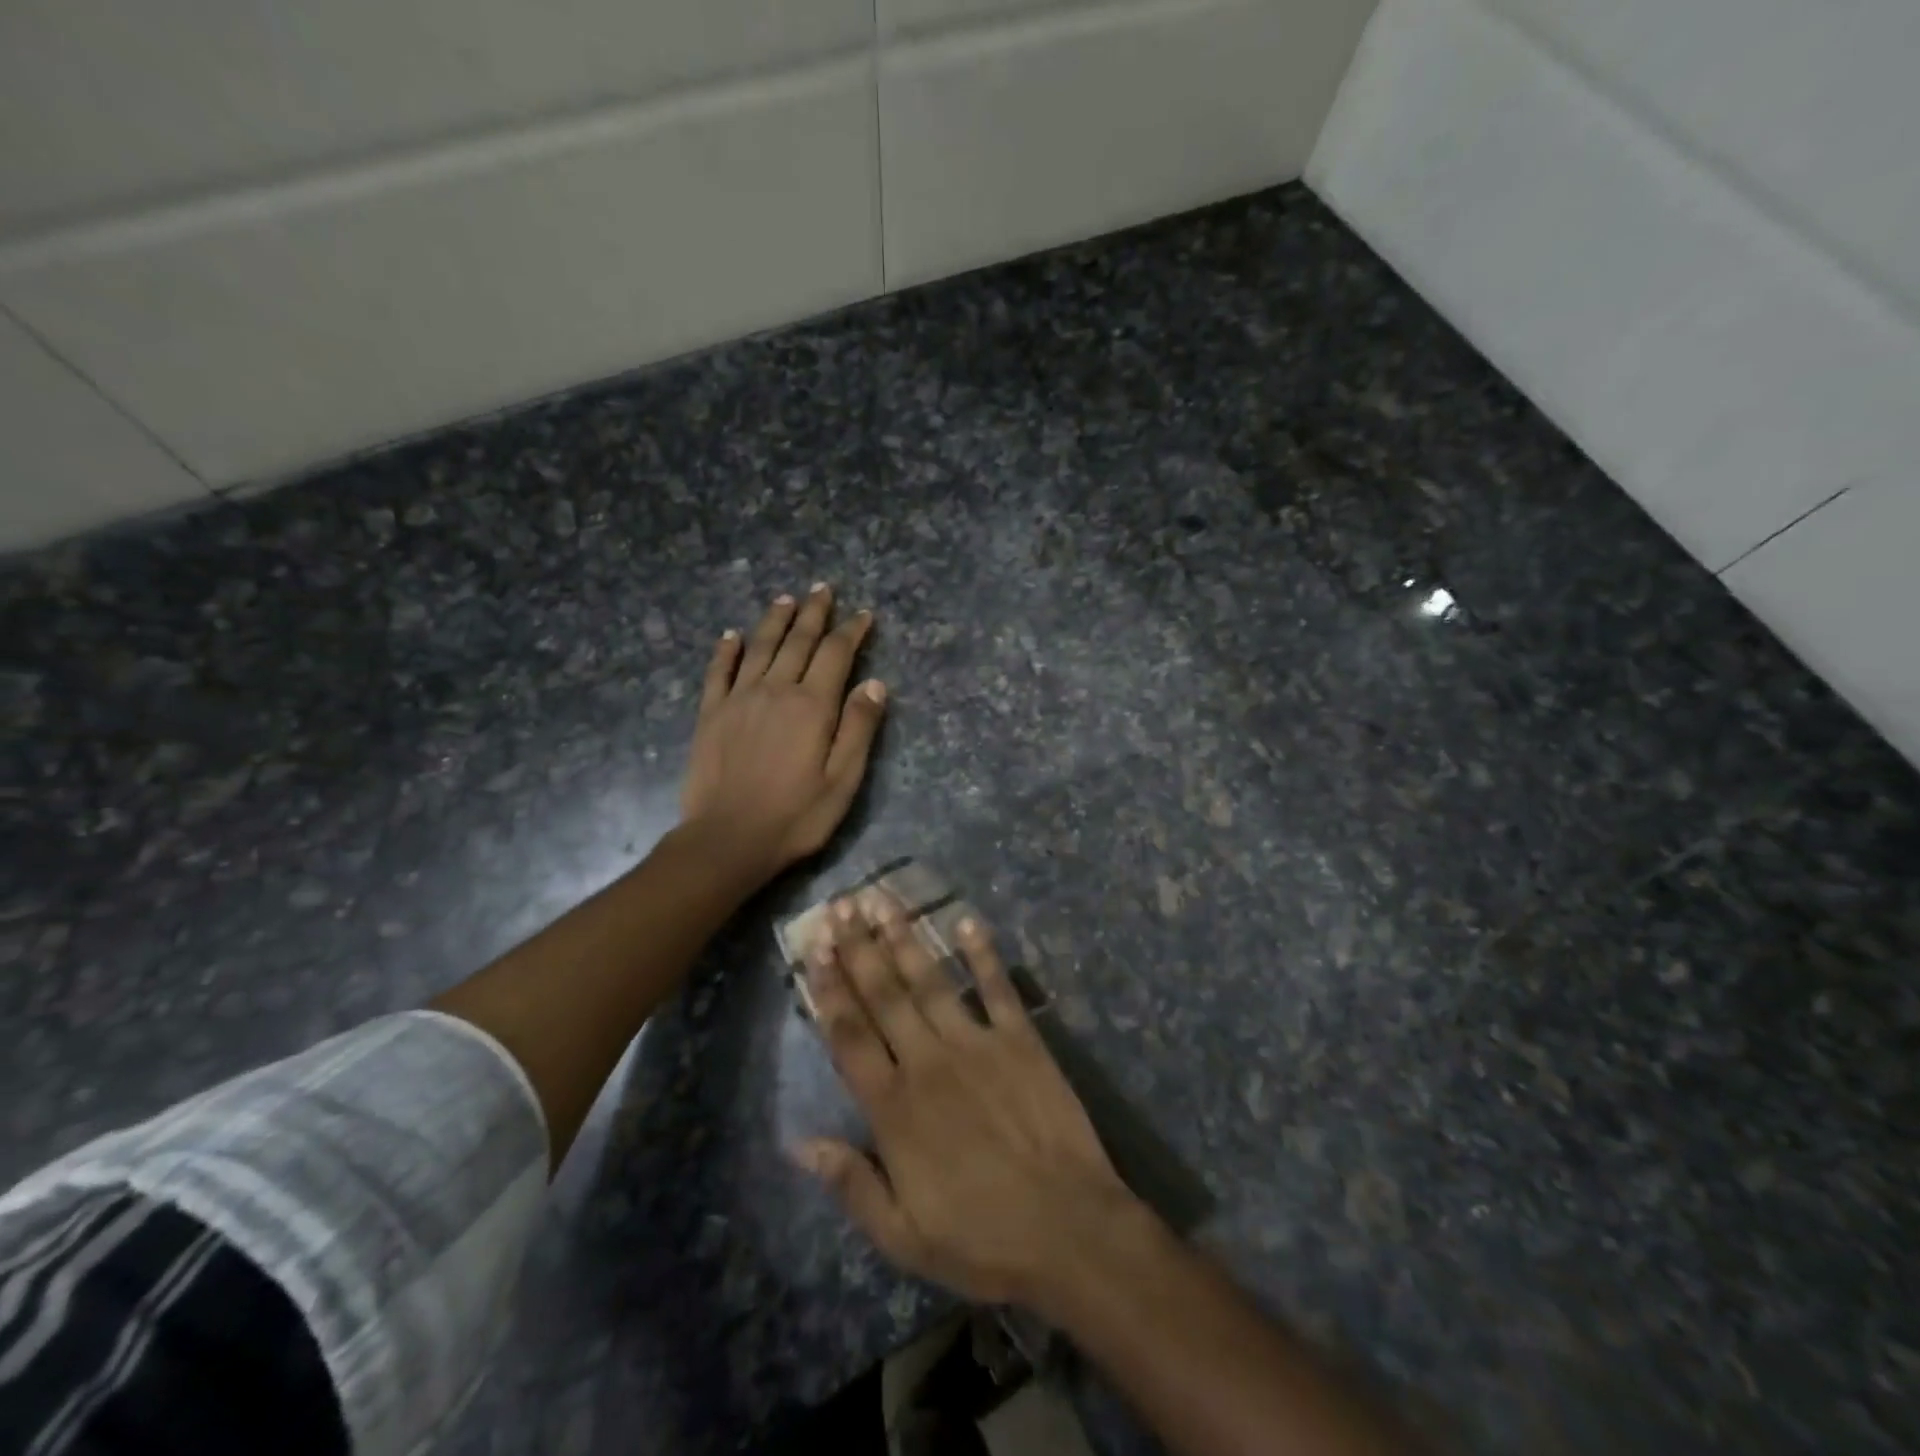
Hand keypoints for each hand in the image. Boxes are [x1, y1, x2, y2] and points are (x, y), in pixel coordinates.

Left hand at [680, 585, 886, 886]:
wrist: (728, 839)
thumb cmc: (796, 815)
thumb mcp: (843, 780)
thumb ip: (859, 728)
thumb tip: (876, 683)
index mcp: (812, 705)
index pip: (836, 654)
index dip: (852, 631)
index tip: (863, 614)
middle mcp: (776, 690)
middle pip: (798, 641)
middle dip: (814, 613)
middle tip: (823, 588)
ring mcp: (738, 699)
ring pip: (759, 647)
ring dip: (775, 620)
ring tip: (786, 599)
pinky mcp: (710, 714)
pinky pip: (718, 672)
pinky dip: (726, 650)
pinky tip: (731, 635)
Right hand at [794, 890, 1147, 1307]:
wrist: (1069, 1230)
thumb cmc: (982, 1240)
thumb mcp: (903, 1236)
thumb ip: (851, 1183)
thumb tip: (799, 1141)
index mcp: (894, 1108)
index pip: (850, 1036)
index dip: (830, 989)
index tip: (816, 949)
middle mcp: (928, 1061)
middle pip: (885, 994)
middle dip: (859, 947)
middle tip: (841, 905)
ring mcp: (977, 1043)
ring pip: (930, 980)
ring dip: (904, 938)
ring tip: (883, 900)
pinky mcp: (1021, 1040)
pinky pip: (998, 987)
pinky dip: (983, 953)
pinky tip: (967, 920)